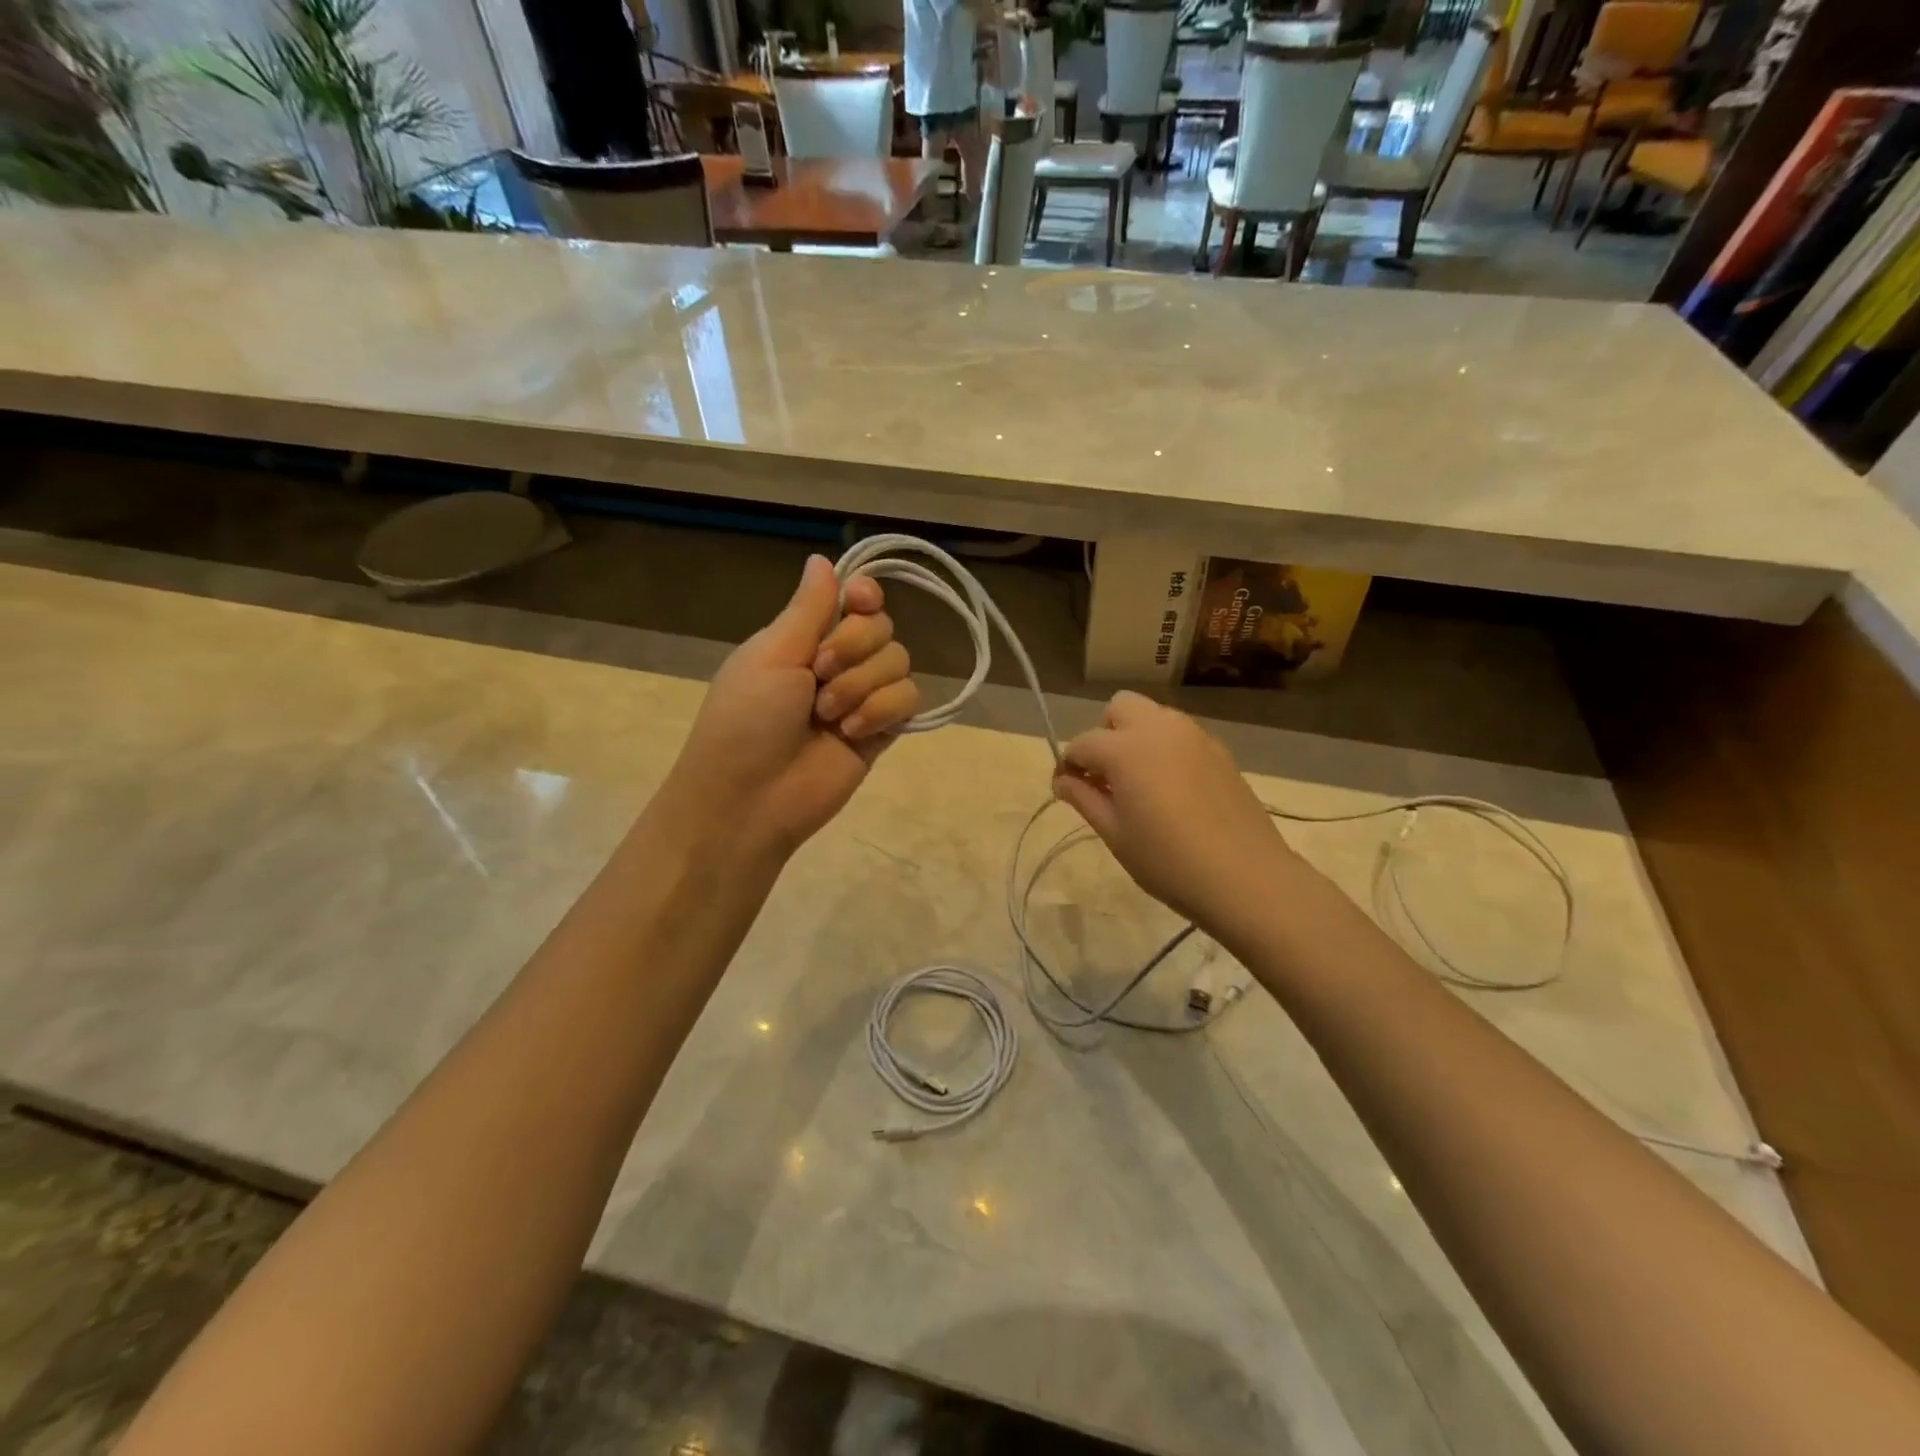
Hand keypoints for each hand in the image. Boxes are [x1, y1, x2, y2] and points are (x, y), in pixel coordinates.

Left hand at [666, 555, 919, 858]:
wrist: (750, 798)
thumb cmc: (746, 719)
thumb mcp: (771, 654)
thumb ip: (808, 608)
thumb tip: (821, 558)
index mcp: (805, 638)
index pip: (855, 600)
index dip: (865, 595)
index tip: (860, 601)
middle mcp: (839, 662)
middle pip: (882, 627)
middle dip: (855, 647)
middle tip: (819, 675)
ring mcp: (862, 698)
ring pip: (899, 662)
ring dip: (863, 685)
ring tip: (829, 716)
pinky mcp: (882, 731)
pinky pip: (909, 699)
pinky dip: (883, 711)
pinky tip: (852, 733)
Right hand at [1052, 692, 1294, 928]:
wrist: (1245, 876)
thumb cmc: (1167, 860)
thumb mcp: (1115, 833)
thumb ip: (1084, 798)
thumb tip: (1063, 780)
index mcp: (1126, 748)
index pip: (1082, 743)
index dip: (1069, 765)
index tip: (1067, 790)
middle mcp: (1159, 728)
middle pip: (1119, 708)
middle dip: (1104, 734)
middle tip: (1106, 777)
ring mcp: (1194, 735)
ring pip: (1153, 716)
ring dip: (1136, 737)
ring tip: (1139, 782)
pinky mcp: (1219, 750)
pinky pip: (1180, 734)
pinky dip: (1164, 748)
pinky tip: (1172, 789)